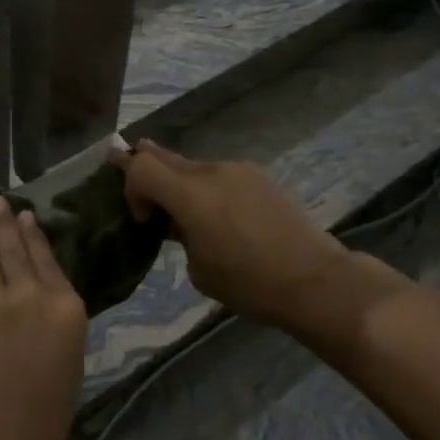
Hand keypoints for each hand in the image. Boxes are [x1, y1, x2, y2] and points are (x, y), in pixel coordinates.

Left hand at [0, 196, 86, 439]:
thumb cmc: (42, 418)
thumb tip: (39, 299)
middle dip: (3, 220)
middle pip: (13, 247)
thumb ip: (55, 322)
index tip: (25, 214)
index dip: (33, 233)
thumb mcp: (67, 361)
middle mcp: (29, 292)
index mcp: (65, 307)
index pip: (47, 259)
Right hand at [114, 141, 397, 326]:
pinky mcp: (260, 176)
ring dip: (181, 181)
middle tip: (123, 162)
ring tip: (189, 212)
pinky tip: (222, 215)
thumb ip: (180, 235)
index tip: (145, 218)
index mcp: (190, 194)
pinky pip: (220, 175)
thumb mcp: (199, 270)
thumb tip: (180, 222)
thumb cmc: (249, 283)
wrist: (315, 280)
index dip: (130, 186)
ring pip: (194, 166)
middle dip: (144, 164)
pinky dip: (209, 187)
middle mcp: (211, 171)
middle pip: (163, 155)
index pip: (141, 166)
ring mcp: (238, 170)